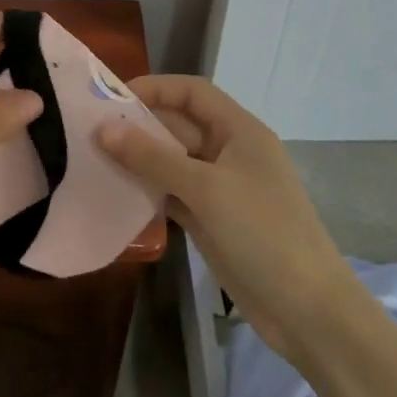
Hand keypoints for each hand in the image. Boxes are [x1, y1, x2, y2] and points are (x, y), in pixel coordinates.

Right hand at [98, 75, 361, 366]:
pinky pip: (173, 194)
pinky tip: (116, 193)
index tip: (111, 97)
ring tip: (93, 160)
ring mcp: (220, 188)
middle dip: (139, 125)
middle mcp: (229, 152)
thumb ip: (153, 157)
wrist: (306, 309)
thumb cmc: (262, 232)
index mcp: (239, 131)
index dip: (155, 87)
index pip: (192, 92)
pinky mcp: (211, 220)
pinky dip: (148, 191)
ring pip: (173, 162)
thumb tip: (103, 129)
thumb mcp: (205, 189)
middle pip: (179, 125)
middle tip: (90, 131)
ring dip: (139, 160)